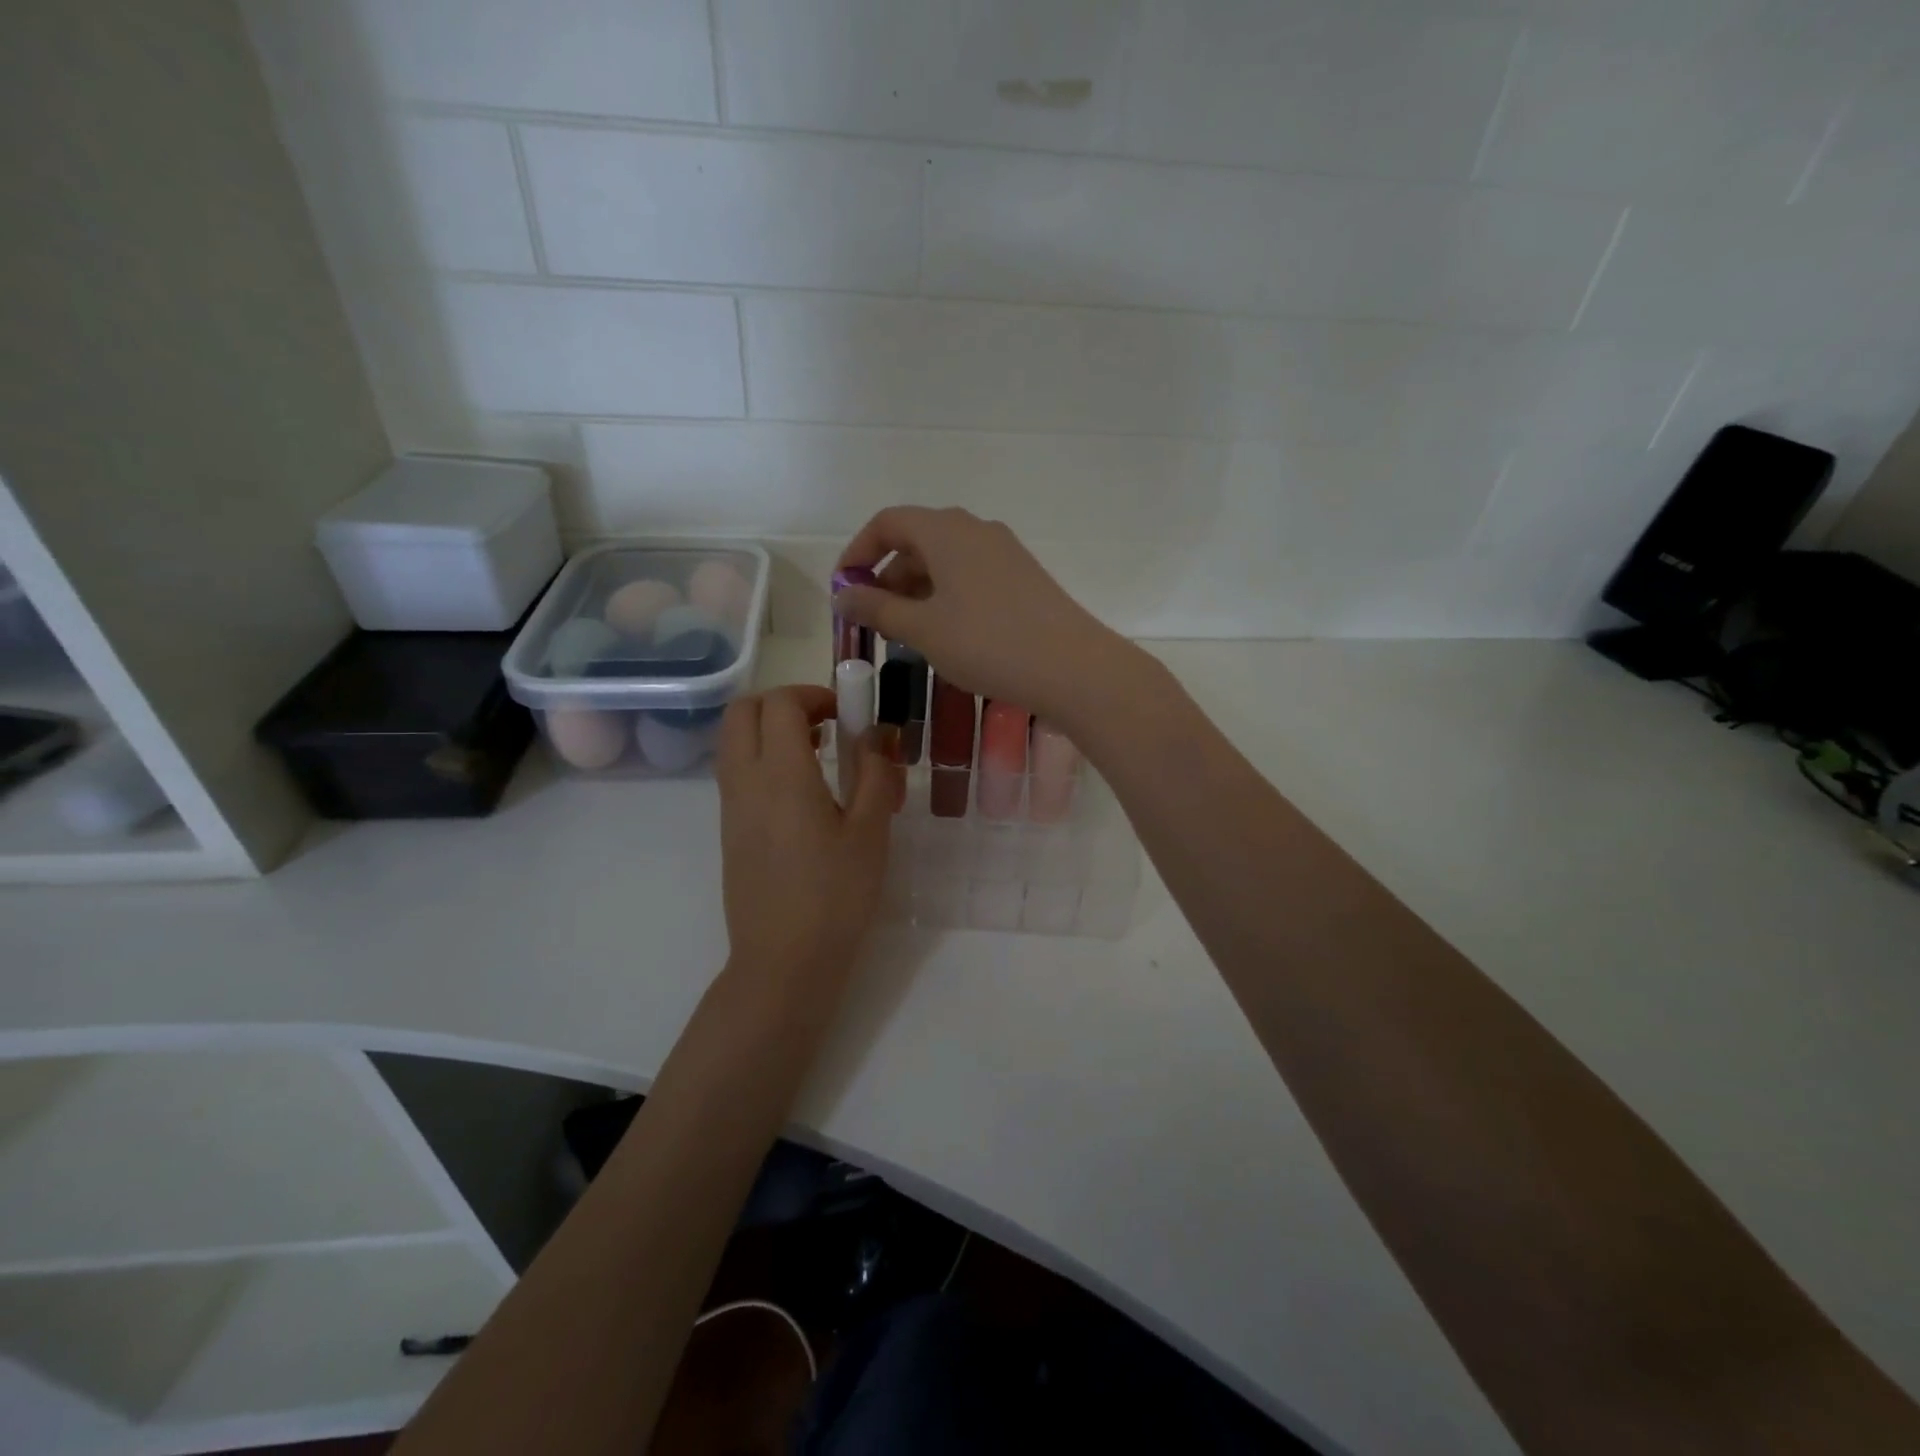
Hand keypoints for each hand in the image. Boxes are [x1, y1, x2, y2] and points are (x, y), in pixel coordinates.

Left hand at [716, 685, 895, 986]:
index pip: (780, 704)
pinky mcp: (728, 830)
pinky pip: (736, 771)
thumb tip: (877, 735)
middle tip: (824, 723)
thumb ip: (875, 774)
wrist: (784, 961)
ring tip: (818, 755)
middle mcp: (746, 781)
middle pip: (742, 712)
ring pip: (733, 741)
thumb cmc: (836, 896)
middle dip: (781, 702)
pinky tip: (802, 792)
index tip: (845, 713)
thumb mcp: (871, 832)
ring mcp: (731, 807)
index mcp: (783, 775)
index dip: (812, 695)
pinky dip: (762, 758)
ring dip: (769, 730)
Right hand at [832, 507, 1136, 725]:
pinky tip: (946, 634)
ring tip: (906, 633)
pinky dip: (946, 597)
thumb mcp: (923, 629)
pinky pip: (971, 576)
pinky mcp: (1023, 578)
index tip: (845, 590)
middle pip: (917, 540)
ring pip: (945, 561)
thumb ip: (877, 608)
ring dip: (916, 590)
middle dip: (887, 577)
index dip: (858, 552)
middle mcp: (975, 530)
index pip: (888, 522)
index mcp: (945, 530)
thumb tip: (843, 594)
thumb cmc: (987, 643)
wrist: (1071, 667)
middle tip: (874, 620)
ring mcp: (1004, 552)